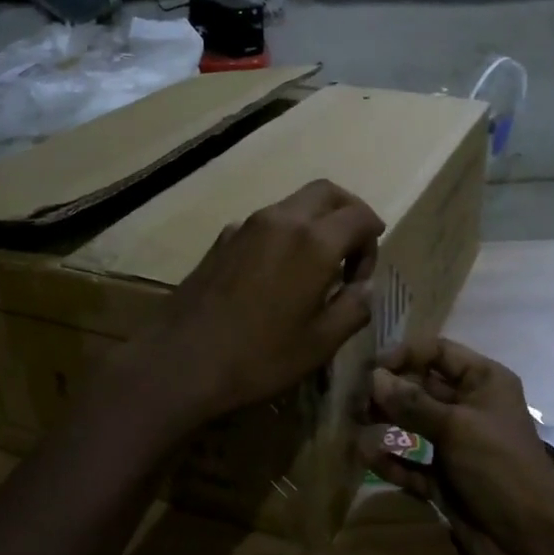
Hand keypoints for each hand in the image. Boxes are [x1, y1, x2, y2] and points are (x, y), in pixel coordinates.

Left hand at [117, 179, 383, 430]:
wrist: (180, 362)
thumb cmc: (259, 357)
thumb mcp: (321, 344)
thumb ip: (354, 308)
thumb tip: (364, 288)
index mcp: (314, 241)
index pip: (360, 215)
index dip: (372, 241)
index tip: (362, 278)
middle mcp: (282, 220)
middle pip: (327, 192)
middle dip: (348, 213)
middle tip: (350, 253)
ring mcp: (246, 225)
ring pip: (294, 204)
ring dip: (314, 223)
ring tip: (314, 269)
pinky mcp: (222, 239)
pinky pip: (265, 223)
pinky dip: (284, 235)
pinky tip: (274, 277)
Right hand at [361, 337, 553, 554]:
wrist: (530, 542)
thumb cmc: (499, 468)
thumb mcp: (456, 427)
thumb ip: (412, 402)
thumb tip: (373, 377)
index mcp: (483, 382)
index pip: (438, 352)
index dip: (405, 354)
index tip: (371, 369)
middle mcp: (469, 407)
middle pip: (420, 386)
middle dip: (388, 390)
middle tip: (355, 400)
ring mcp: (456, 444)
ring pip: (413, 424)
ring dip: (385, 422)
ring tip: (354, 424)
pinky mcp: (444, 478)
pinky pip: (411, 462)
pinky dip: (390, 460)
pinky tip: (366, 457)